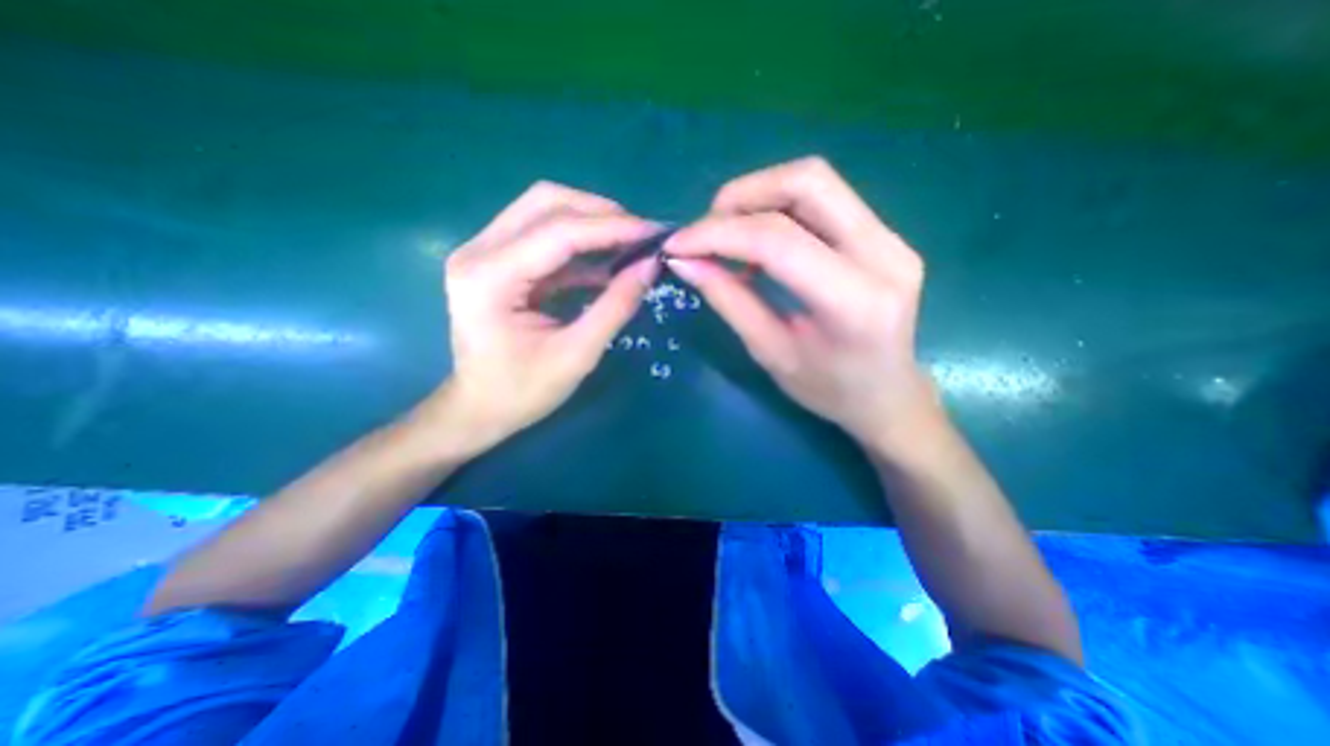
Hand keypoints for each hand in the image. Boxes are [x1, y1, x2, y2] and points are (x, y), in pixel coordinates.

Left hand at [441, 181, 661, 452]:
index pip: (559, 232)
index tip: (654, 232)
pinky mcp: (495, 261)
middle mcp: (478, 251)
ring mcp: (483, 252)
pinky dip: (579, 243)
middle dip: (600, 213)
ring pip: (544, 210)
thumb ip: (616, 306)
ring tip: (629, 243)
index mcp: (490, 277)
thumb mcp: (578, 354)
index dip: (612, 227)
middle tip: (640, 235)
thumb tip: (651, 265)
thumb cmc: (523, 391)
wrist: (478, 409)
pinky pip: (543, 236)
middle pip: (546, 202)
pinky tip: (607, 262)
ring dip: (590, 222)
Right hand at [663, 158, 934, 453]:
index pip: (779, 240)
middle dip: (742, 196)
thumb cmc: (828, 390)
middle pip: (807, 182)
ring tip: (727, 235)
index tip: (677, 244)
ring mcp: (891, 238)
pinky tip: (758, 242)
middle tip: (705, 229)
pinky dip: (779, 208)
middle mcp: (884, 255)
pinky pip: (824, 199)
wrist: (888, 395)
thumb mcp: (770, 352)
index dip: (719, 234)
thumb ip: (729, 300)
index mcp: (854, 302)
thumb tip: (684, 260)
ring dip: (759, 197)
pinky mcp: (885, 234)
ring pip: (816, 181)